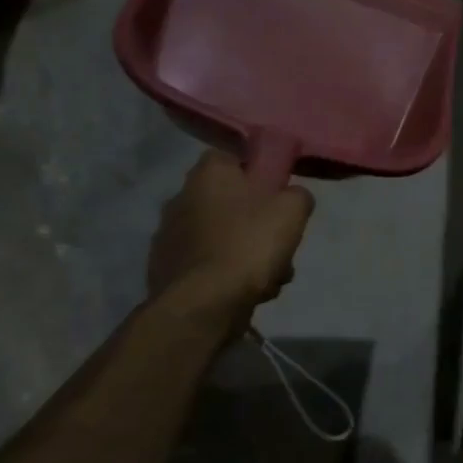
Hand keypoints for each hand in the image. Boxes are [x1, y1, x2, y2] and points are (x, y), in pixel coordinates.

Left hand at [147, 151, 313, 314]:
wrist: (203, 305)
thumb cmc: (248, 245)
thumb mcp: (292, 210)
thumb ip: (297, 195)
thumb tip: (292, 197)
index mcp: (207, 174)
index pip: (232, 157)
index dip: (258, 173)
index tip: (277, 193)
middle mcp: (180, 198)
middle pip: (229, 201)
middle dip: (255, 220)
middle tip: (278, 240)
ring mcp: (168, 237)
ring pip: (222, 237)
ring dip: (245, 252)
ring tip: (270, 276)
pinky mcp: (165, 271)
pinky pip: (208, 265)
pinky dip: (227, 275)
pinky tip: (248, 293)